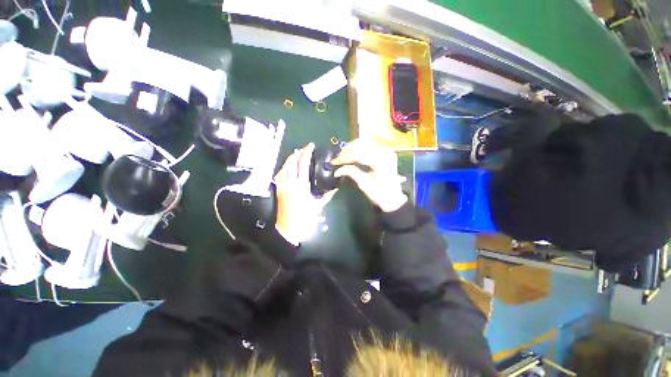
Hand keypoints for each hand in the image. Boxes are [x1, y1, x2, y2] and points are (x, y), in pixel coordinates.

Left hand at [274, 143, 336, 245]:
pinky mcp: (278, 190)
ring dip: (290, 158)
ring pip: (284, 167)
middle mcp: (290, 183)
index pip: (302, 164)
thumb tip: (336, 187)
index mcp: (301, 185)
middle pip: (292, 163)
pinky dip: (283, 168)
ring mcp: (282, 186)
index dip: (306, 153)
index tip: (311, 146)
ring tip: (295, 153)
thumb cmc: (304, 218)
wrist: (288, 228)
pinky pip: (279, 175)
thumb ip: (328, 195)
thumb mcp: (318, 206)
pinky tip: (286, 166)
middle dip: (298, 153)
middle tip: (304, 148)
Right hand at [332, 139, 407, 212]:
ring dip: (353, 147)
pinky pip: (371, 145)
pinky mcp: (386, 152)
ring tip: (344, 154)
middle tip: (338, 158)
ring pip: (366, 142)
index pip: (359, 154)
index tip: (334, 162)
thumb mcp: (365, 185)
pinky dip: (361, 148)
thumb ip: (352, 173)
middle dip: (348, 149)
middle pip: (362, 144)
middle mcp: (385, 152)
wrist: (394, 198)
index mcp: (380, 162)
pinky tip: (354, 153)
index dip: (345, 157)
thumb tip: (338, 170)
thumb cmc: (380, 194)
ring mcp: (386, 151)